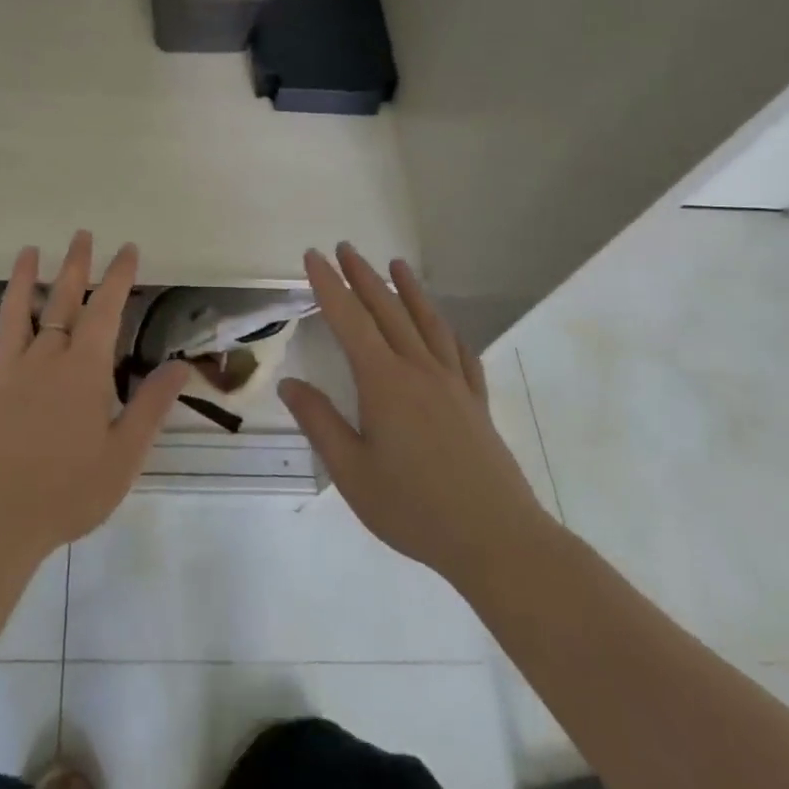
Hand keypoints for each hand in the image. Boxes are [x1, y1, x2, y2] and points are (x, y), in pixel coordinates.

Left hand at [0, 232, 189, 560]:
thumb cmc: (70, 491)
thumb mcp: (125, 454)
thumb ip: (152, 405)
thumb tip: (181, 365)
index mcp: (83, 371)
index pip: (105, 311)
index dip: (118, 277)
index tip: (127, 249)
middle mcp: (44, 360)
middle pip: (60, 302)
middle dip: (74, 266)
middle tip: (80, 235)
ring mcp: (6, 375)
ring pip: (13, 316)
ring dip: (20, 281)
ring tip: (27, 252)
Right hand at [279, 244, 550, 583]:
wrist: (497, 540)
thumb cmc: (415, 508)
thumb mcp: (352, 472)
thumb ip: (320, 423)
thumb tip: (290, 384)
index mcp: (384, 382)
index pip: (349, 320)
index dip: (329, 285)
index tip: (313, 256)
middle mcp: (419, 370)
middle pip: (387, 310)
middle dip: (363, 276)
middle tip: (345, 248)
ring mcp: (453, 384)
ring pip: (426, 323)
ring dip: (407, 290)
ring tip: (395, 264)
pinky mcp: (476, 403)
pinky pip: (460, 353)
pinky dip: (446, 330)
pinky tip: (444, 326)